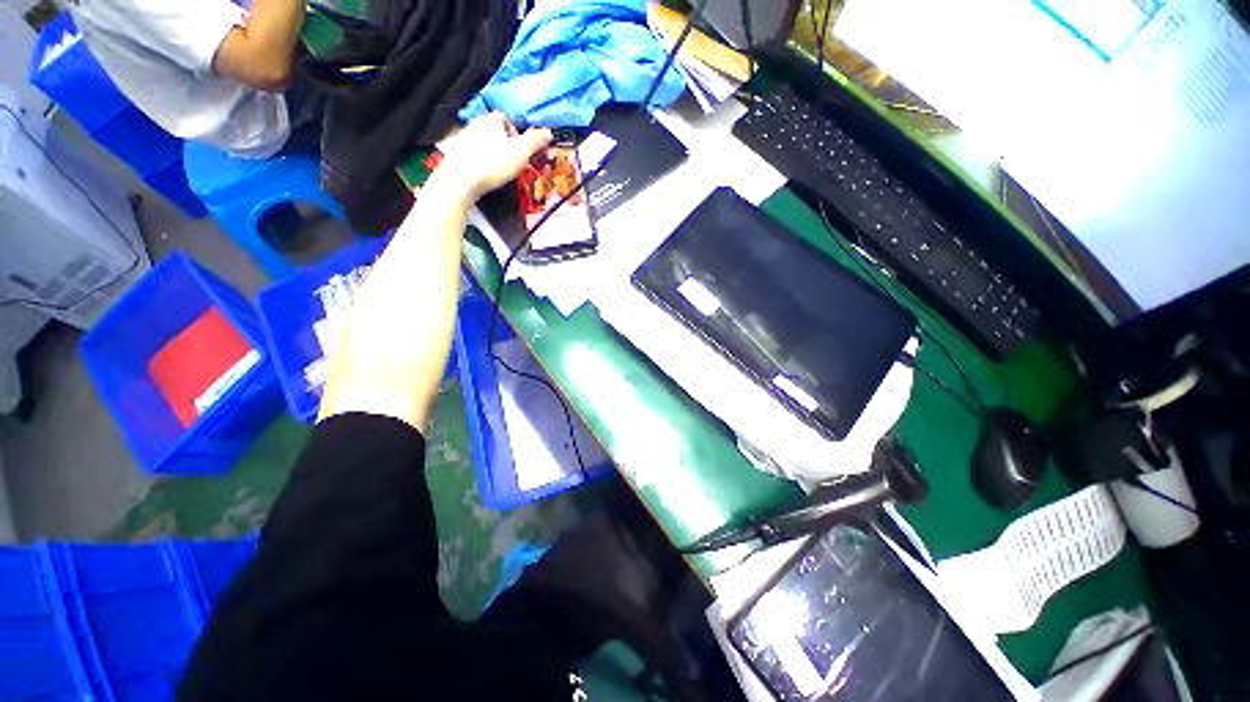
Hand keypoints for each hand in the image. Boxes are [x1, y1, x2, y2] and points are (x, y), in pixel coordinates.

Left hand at [432, 113, 552, 200]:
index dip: (517, 135)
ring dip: (493, 154)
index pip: (507, 120)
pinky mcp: (454, 153)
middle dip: (505, 146)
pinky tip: (484, 175)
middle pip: (495, 132)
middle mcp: (476, 123)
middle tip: (513, 164)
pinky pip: (472, 155)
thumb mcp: (521, 152)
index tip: (522, 152)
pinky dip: (480, 162)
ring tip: (499, 171)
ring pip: (483, 143)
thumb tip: (548, 132)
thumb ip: (535, 141)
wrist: (460, 179)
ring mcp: (463, 137)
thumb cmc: (493, 163)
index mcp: (492, 119)